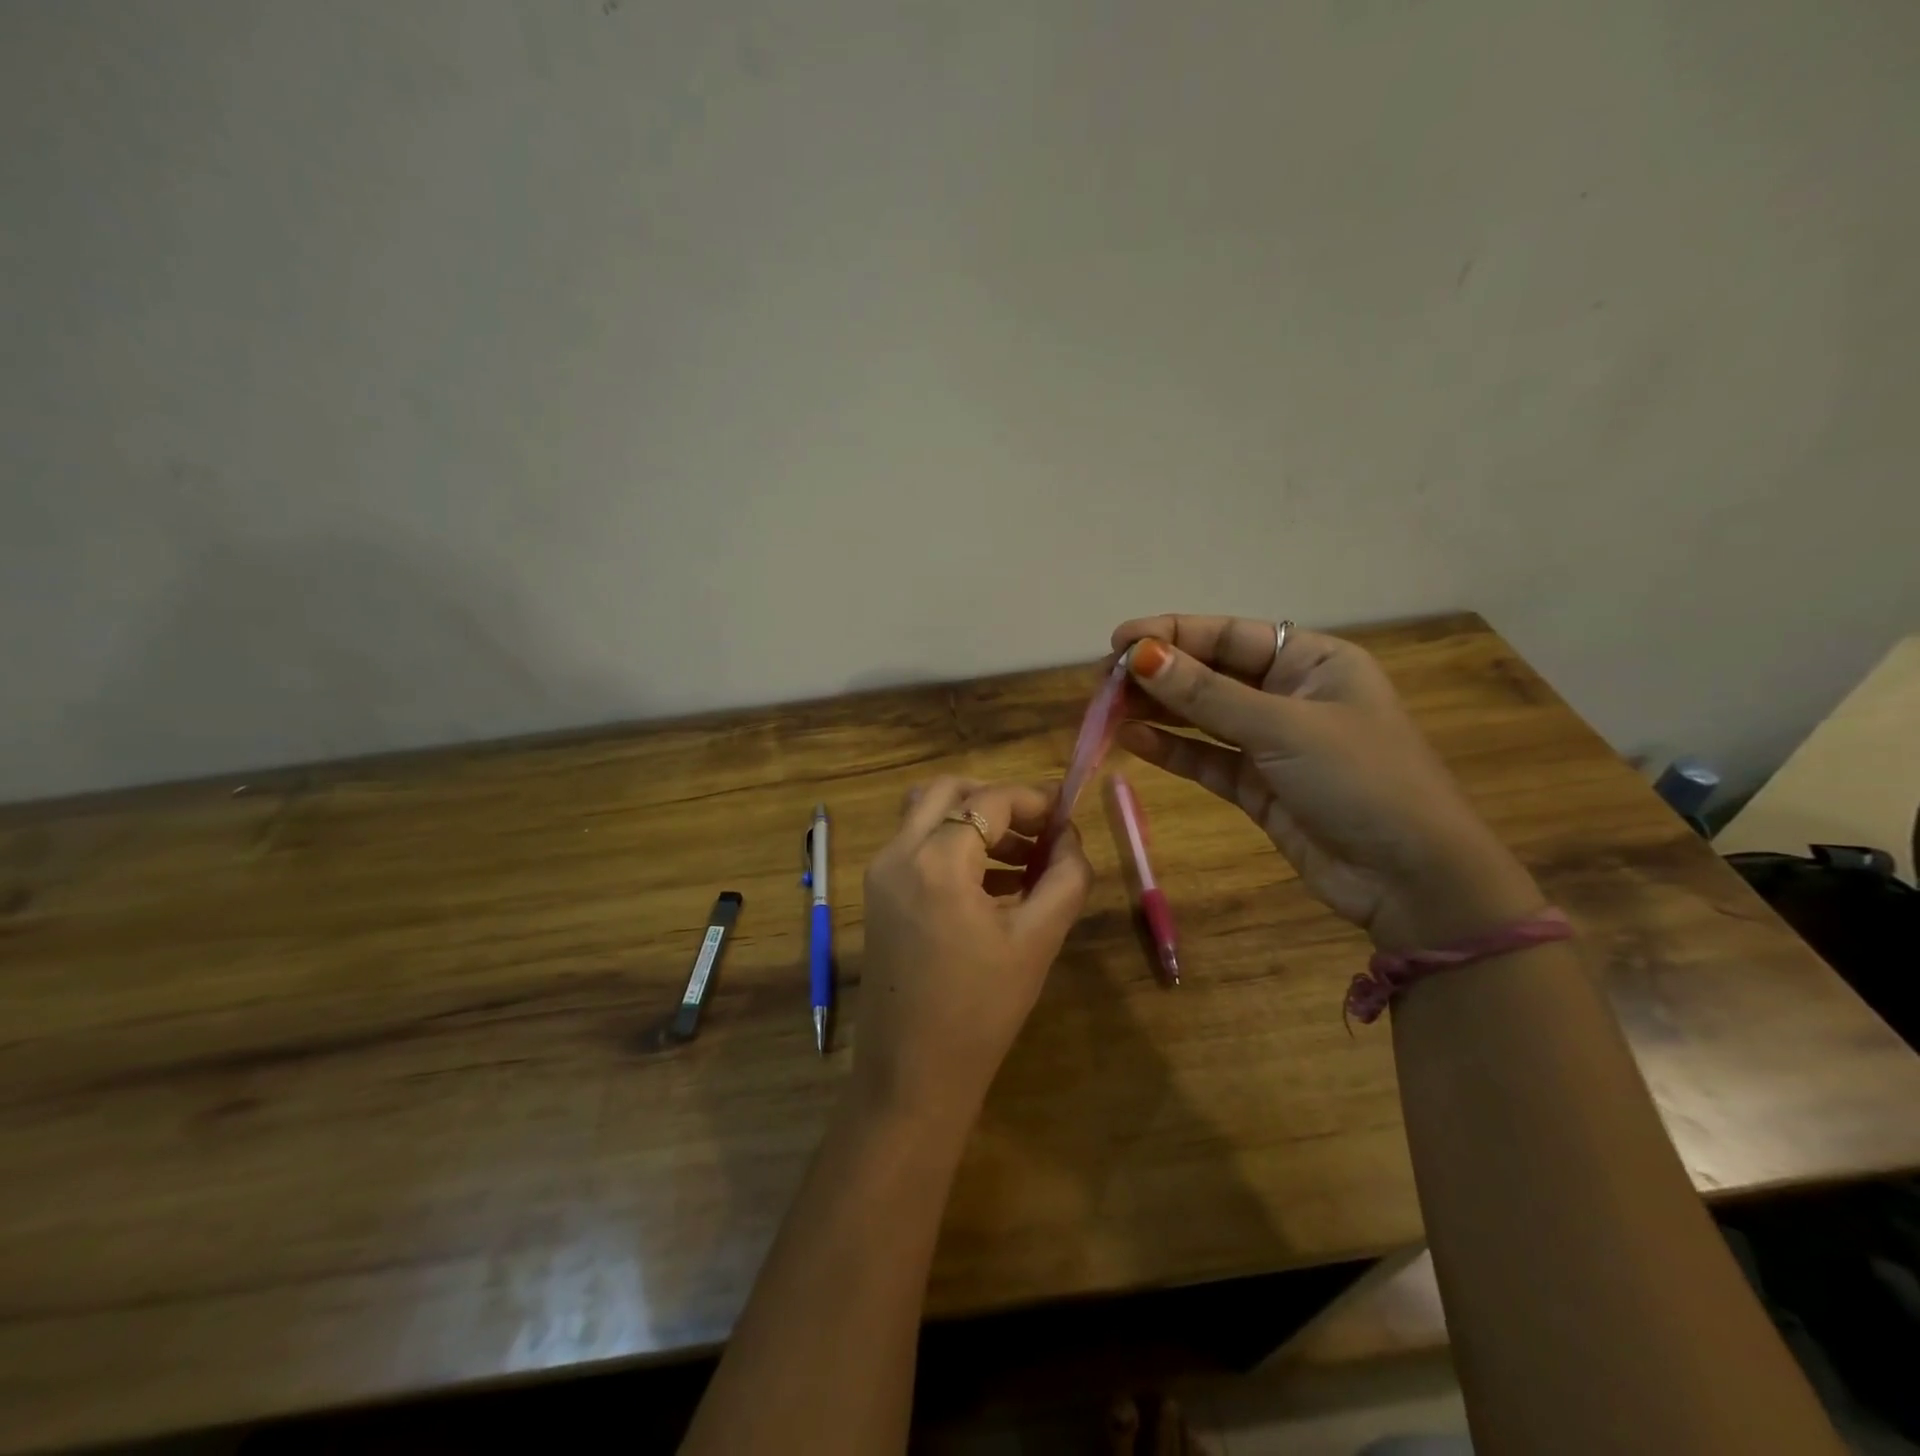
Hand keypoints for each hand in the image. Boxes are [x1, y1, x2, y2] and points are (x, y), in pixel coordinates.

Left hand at [853, 778, 1093, 1130]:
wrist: (911, 1075)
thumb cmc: (981, 1010)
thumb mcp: (1037, 940)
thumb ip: (1065, 877)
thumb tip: (1070, 837)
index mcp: (937, 861)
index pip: (991, 800)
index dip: (1035, 800)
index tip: (1068, 816)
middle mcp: (899, 853)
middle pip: (948, 790)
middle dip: (997, 800)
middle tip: (1038, 830)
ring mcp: (880, 873)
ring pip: (926, 813)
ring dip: (973, 820)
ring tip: (1022, 859)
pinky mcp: (877, 895)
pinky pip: (915, 846)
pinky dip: (952, 845)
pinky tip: (993, 884)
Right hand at [1111, 615, 1542, 950]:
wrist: (1413, 881)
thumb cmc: (1362, 781)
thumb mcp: (1283, 728)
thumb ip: (1207, 695)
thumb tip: (1141, 656)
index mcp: (1313, 662)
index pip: (1230, 635)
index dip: (1173, 634)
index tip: (1118, 641)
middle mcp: (1291, 695)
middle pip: (1212, 674)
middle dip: (1159, 674)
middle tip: (1103, 681)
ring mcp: (1273, 744)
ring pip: (1204, 717)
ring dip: (1158, 710)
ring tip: (1105, 708)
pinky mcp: (1259, 787)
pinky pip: (1207, 759)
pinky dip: (1172, 750)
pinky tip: (1132, 739)